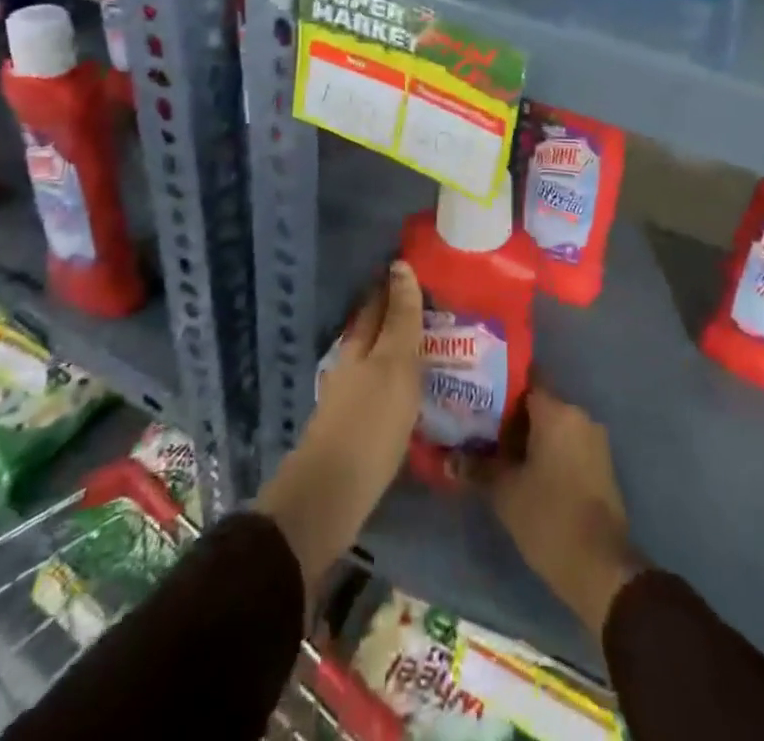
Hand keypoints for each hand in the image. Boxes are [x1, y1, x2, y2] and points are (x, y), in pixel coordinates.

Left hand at [257, 262, 423, 603]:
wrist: (330, 497)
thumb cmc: (369, 424)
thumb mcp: (395, 365)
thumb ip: (401, 319)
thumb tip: (400, 266)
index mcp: (360, 344)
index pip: (380, 301)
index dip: (397, 284)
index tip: (420, 267)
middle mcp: (352, 363)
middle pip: (375, 328)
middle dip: (397, 312)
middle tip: (433, 302)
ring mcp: (350, 396)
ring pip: (376, 357)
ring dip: (398, 345)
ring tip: (431, 341)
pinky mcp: (355, 427)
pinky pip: (380, 387)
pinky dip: (397, 377)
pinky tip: (413, 387)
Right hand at [460, 384, 637, 635]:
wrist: (600, 566)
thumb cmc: (548, 516)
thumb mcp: (505, 492)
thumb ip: (477, 468)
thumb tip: (448, 459)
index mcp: (557, 411)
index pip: (526, 379)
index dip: (500, 386)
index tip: (477, 395)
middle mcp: (579, 416)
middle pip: (539, 403)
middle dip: (511, 415)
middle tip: (480, 427)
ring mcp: (594, 440)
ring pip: (554, 425)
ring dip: (529, 436)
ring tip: (497, 451)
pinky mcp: (600, 464)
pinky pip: (568, 444)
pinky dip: (547, 450)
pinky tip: (524, 470)